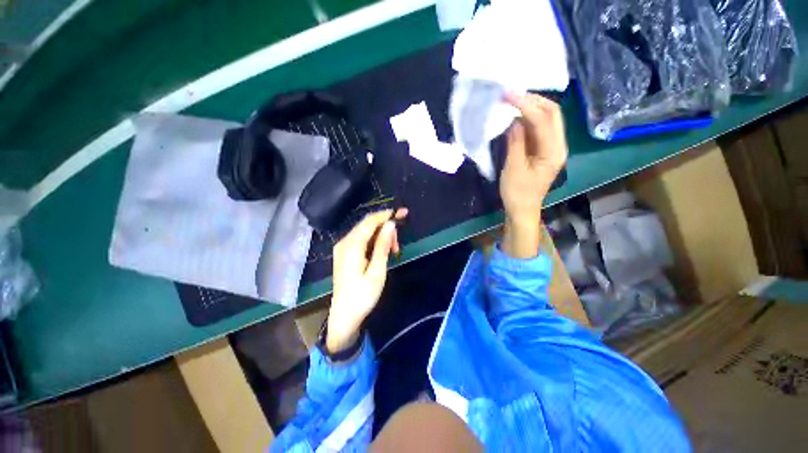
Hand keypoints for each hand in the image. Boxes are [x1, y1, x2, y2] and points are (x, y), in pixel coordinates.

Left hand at [327, 208, 407, 352]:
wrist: (344, 316)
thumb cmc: (363, 296)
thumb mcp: (377, 271)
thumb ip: (382, 246)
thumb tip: (391, 224)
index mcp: (351, 246)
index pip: (370, 222)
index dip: (387, 215)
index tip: (403, 213)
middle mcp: (344, 242)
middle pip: (367, 225)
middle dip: (386, 226)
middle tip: (399, 242)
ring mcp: (342, 248)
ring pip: (365, 232)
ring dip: (381, 236)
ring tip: (393, 250)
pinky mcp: (344, 253)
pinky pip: (361, 239)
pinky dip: (374, 241)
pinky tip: (382, 251)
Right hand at [501, 93, 567, 257]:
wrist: (522, 209)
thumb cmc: (517, 193)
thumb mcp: (514, 169)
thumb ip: (515, 143)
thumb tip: (513, 120)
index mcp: (554, 152)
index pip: (543, 120)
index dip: (526, 105)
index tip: (508, 95)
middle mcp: (558, 145)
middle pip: (552, 113)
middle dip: (532, 100)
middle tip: (510, 94)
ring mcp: (552, 146)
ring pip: (546, 118)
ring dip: (530, 107)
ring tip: (511, 100)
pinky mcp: (543, 149)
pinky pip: (538, 127)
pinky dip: (527, 118)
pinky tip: (515, 114)